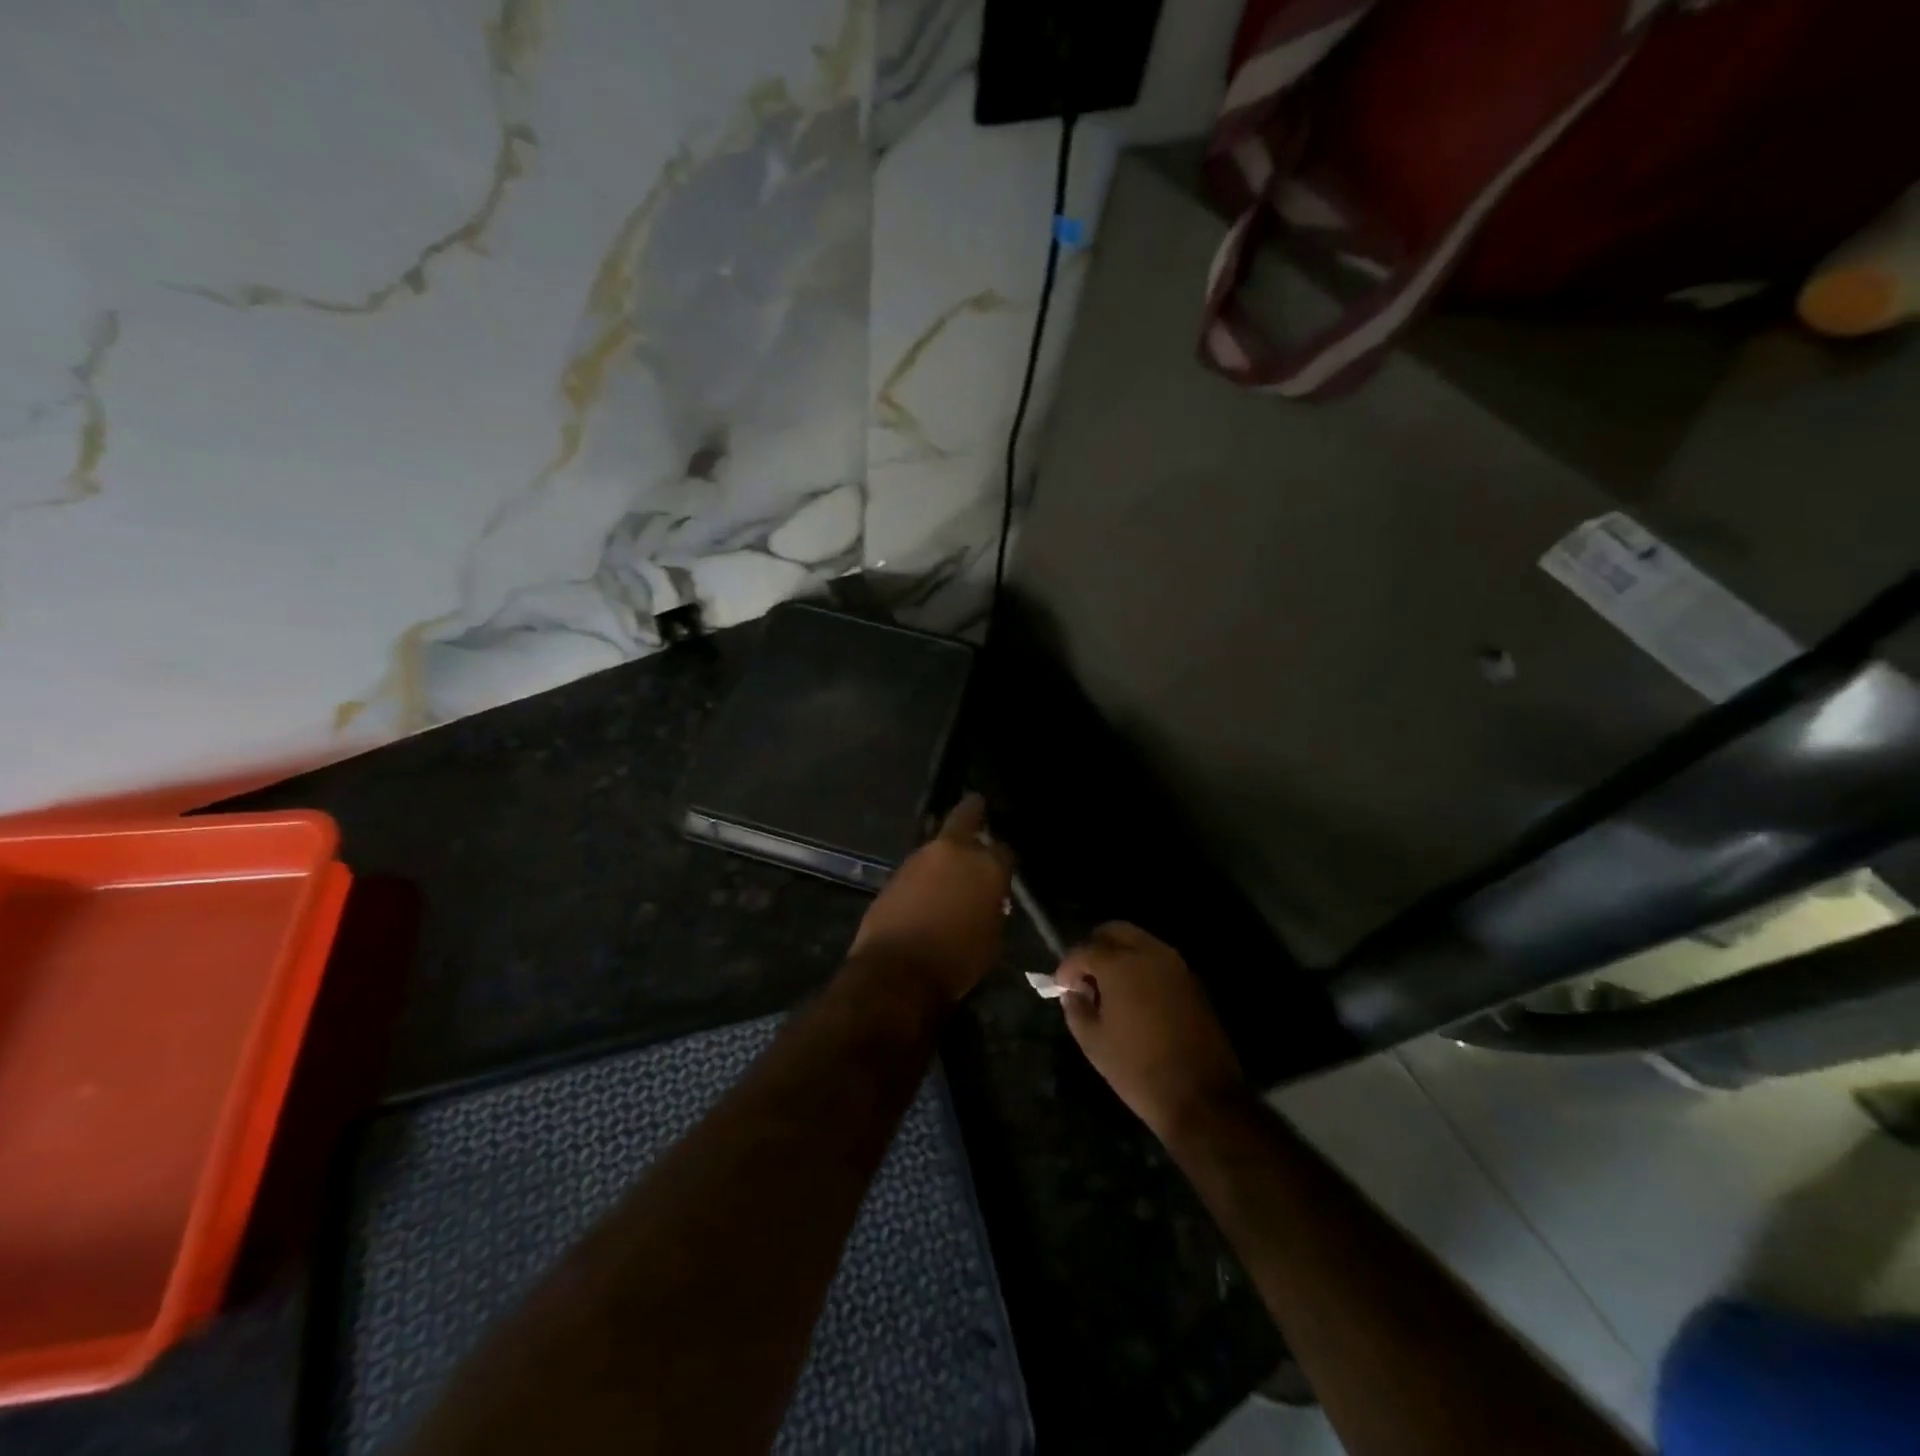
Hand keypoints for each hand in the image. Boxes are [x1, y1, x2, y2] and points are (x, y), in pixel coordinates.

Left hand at [849, 795, 1014, 1005]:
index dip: (1004, 859)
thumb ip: (993, 908)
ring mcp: (919, 858)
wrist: (897, 973)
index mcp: (986, 866)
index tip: (1003, 868)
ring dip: (945, 852)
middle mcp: (953, 851)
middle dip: (973, 811)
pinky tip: (928, 888)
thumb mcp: (992, 937)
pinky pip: (918, 867)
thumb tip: (988, 899)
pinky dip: (926, 873)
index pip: (1003, 850)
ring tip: (951, 866)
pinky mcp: (894, 873)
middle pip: (965, 816)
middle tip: (978, 807)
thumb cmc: (957, 961)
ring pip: (938, 844)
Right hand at [1055, 923, 1251, 1144]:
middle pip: (1114, 931)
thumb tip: (1074, 993)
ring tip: (1108, 988)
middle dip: (1094, 947)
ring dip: (1119, 955)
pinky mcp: (1192, 981)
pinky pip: (1158, 960)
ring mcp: (1175, 965)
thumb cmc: (1138, 1069)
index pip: (1084, 950)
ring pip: (1139, 941)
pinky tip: (1133, 997)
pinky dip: (1141, 967)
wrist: (1201, 1096)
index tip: (1060, 986)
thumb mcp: (1093, 1043)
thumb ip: (1076, 1008)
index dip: (1066, 967)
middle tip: (1084, 977)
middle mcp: (1149, 953)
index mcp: (1120, 964)